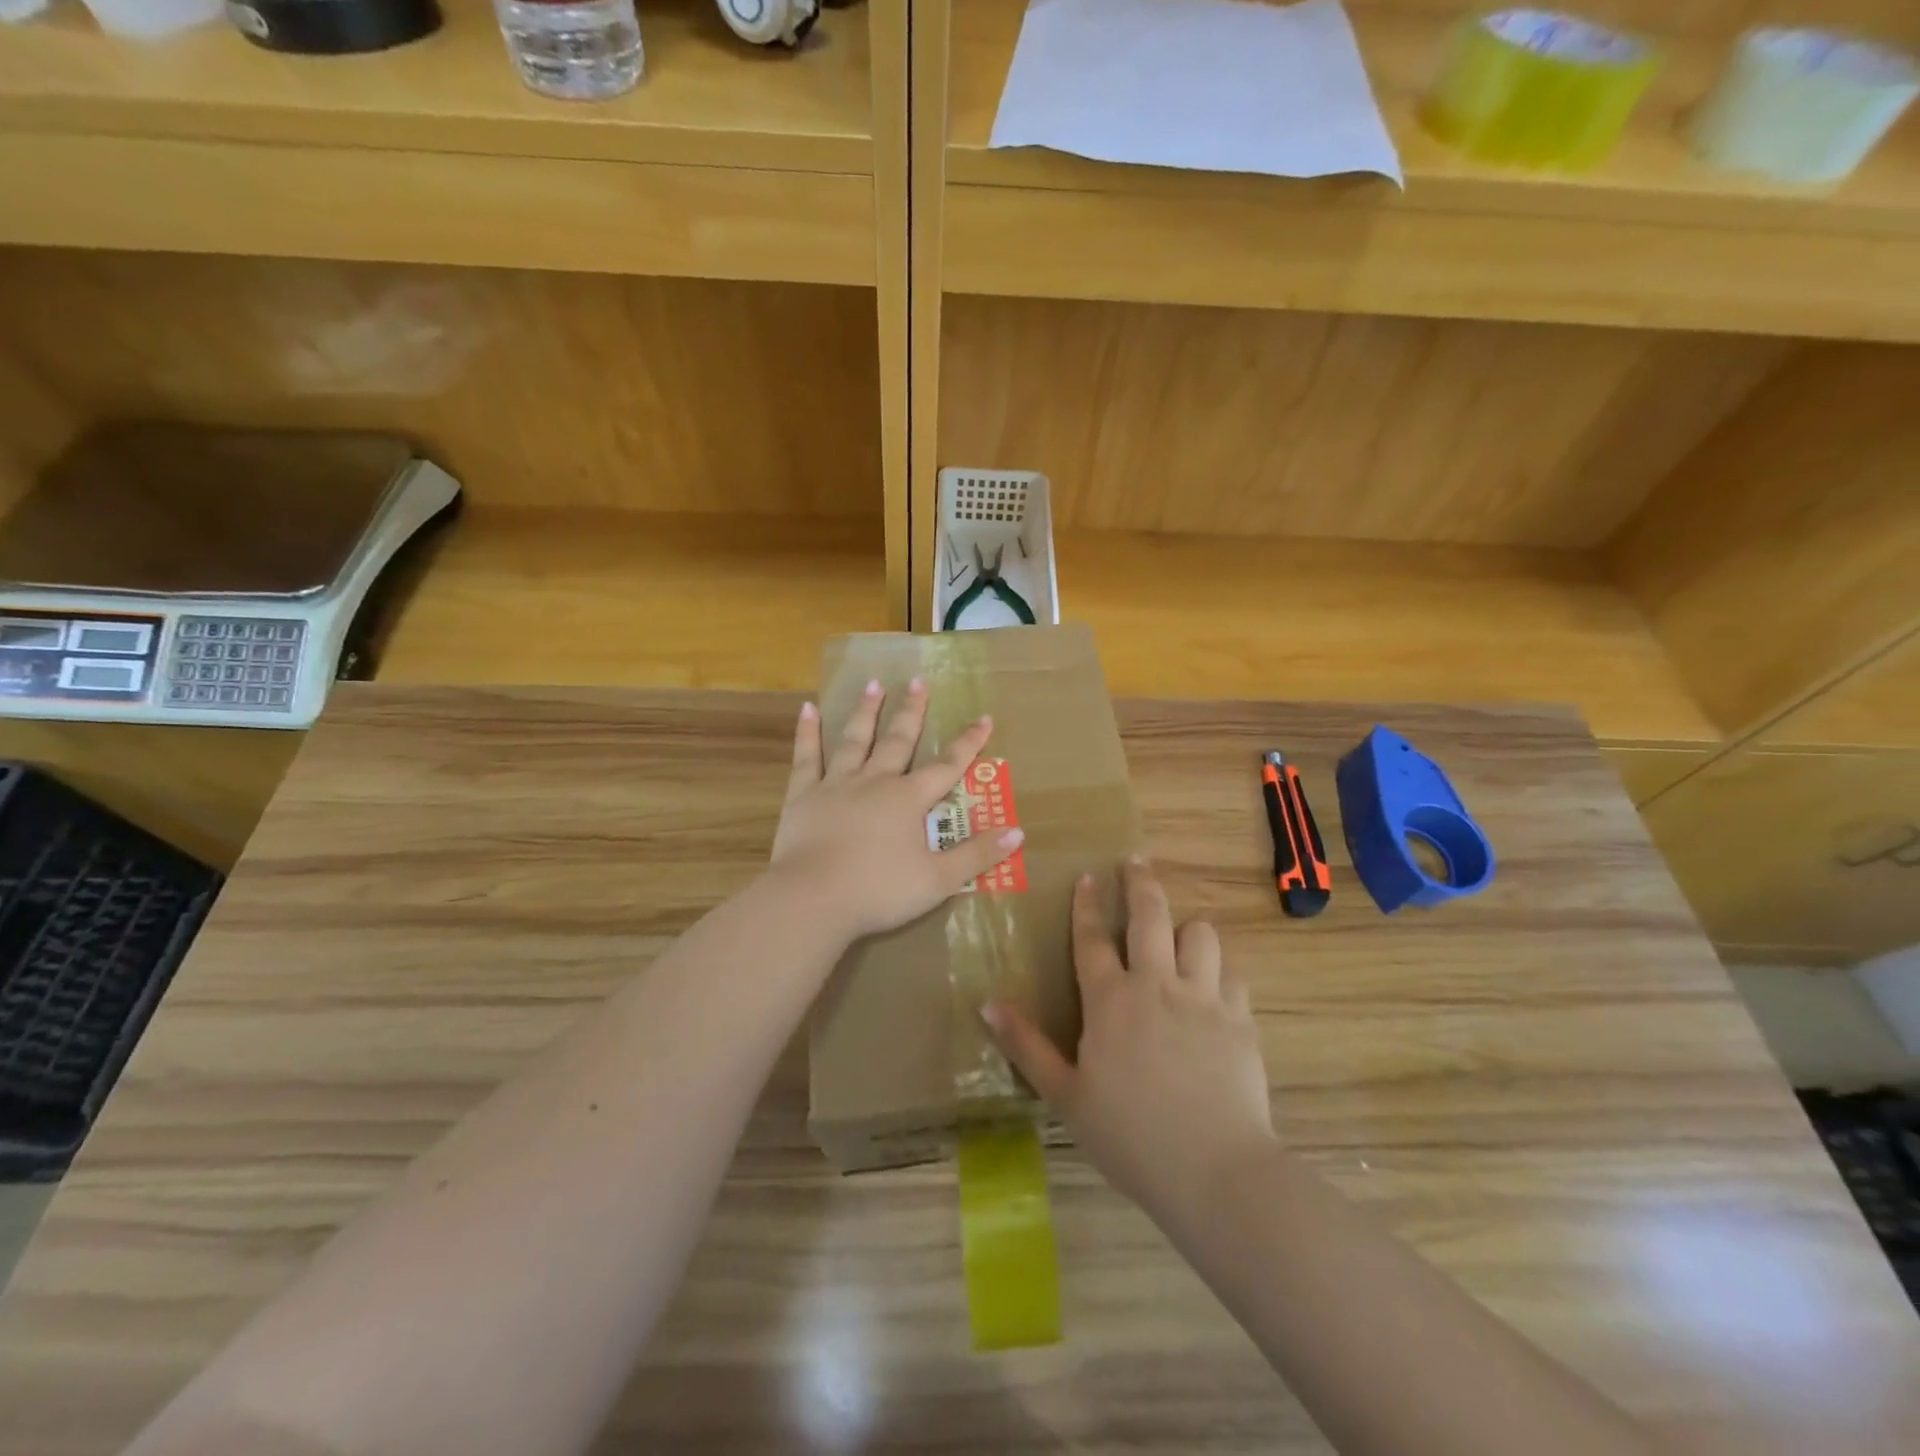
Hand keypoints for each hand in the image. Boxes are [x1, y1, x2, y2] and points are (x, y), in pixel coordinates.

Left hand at [769, 678, 1024, 942]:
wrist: (812, 900)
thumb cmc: (878, 892)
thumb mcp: (937, 880)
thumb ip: (976, 855)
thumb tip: (1017, 832)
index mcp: (908, 800)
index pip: (947, 766)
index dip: (968, 743)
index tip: (983, 718)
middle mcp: (875, 782)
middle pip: (898, 741)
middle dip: (912, 711)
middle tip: (918, 681)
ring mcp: (836, 785)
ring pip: (855, 740)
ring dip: (866, 711)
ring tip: (873, 683)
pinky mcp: (804, 796)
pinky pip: (807, 758)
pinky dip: (808, 733)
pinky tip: (808, 709)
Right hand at [985, 858, 1274, 1223]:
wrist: (1214, 1169)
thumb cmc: (1129, 1136)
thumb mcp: (1065, 1096)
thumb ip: (1026, 1046)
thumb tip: (988, 1002)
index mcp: (1111, 1000)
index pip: (1092, 938)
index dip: (1087, 904)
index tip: (1087, 876)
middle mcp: (1157, 984)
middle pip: (1151, 915)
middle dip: (1141, 882)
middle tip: (1136, 861)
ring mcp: (1203, 997)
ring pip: (1200, 934)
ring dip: (1188, 928)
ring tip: (1180, 934)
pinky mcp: (1240, 1018)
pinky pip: (1233, 975)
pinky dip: (1221, 972)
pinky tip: (1215, 986)